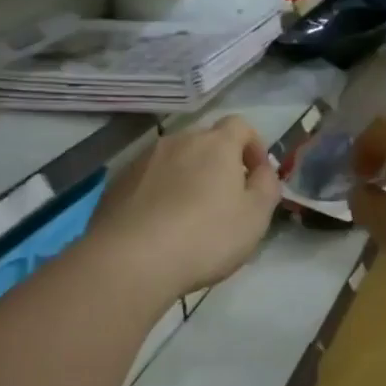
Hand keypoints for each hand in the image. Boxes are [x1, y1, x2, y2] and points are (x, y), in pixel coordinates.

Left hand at [85, 117, 280, 303]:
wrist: (131, 260)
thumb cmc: (206, 237)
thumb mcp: (256, 216)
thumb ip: (267, 186)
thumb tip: (262, 170)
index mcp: (216, 144)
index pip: (240, 125)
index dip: (253, 146)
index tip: (256, 175)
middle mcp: (178, 141)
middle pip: (205, 142)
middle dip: (218, 163)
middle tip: (224, 200)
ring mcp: (143, 160)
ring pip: (174, 160)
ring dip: (186, 178)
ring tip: (188, 216)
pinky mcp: (117, 183)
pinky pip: (148, 180)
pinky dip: (159, 193)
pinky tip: (159, 226)